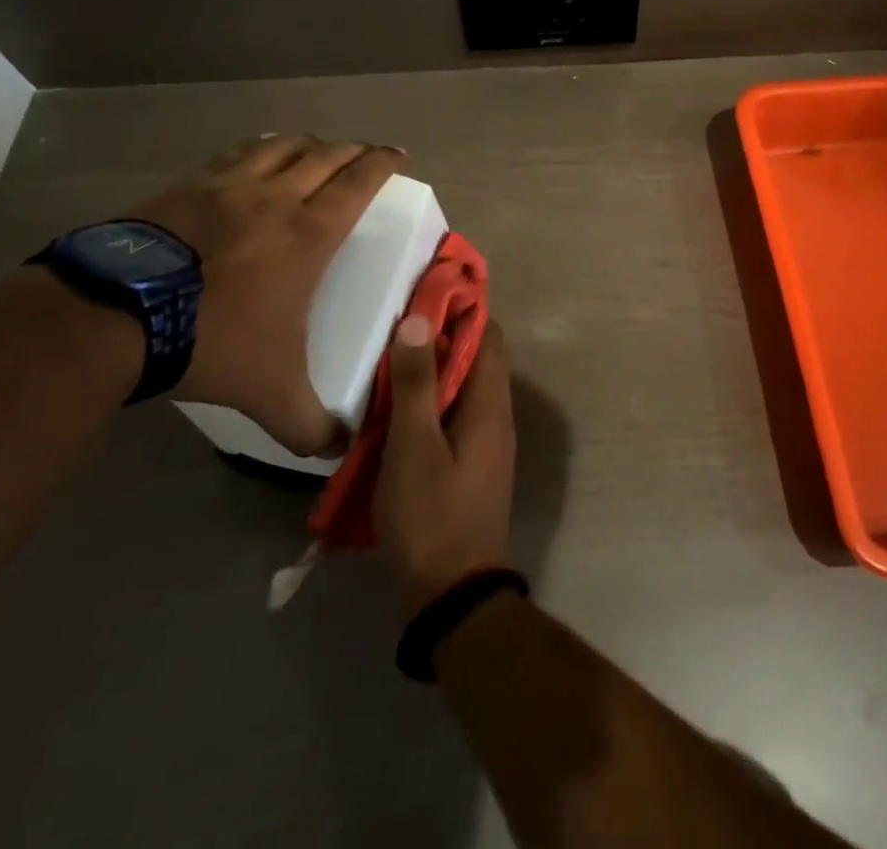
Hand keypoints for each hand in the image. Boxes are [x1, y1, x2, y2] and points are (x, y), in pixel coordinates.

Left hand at [129, 134, 402, 455]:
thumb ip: (311, 424)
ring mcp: (226, 186)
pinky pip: (234, 155)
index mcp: (308, 233)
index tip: (397, 155)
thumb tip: (341, 451)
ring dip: (307, 144)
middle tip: (366, 154)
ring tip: (316, 150)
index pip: (358, 182)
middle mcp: (274, 197)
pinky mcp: (185, 187)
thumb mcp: (270, 393)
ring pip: (280, 146)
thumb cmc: (210, 341)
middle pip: (325, 155)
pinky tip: (255, 158)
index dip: (382, 163)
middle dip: (353, 150)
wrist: (112, 319)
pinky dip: (257, 150)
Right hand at [374, 315, 515, 613]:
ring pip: (464, 386)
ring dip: (433, 370)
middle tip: (396, 325)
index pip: (488, 334)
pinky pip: (456, 414)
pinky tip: (395, 408)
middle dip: (441, 337)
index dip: (460, 308)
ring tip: (389, 360)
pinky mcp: (472, 463)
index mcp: (491, 402)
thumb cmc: (431, 514)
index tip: (423, 293)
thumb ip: (416, 383)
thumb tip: (418, 319)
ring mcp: (487, 441)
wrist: (452, 593)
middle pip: (477, 357)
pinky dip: (432, 401)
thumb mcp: (413, 445)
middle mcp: (497, 414)